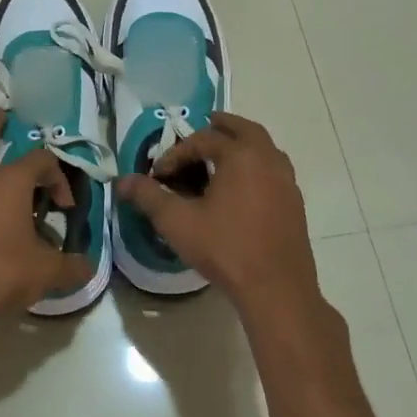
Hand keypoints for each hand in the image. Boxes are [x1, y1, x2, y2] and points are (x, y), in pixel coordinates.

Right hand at [116, 112, 319, 313]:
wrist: (277, 289)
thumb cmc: (226, 249)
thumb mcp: (178, 222)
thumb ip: (149, 197)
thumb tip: (122, 181)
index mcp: (241, 155)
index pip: (202, 140)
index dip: (176, 153)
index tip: (158, 175)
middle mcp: (268, 158)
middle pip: (243, 129)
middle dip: (219, 127)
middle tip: (202, 128)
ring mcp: (286, 180)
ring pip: (263, 147)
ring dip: (242, 144)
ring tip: (222, 154)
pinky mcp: (294, 202)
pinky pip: (273, 169)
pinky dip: (256, 164)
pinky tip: (242, 187)